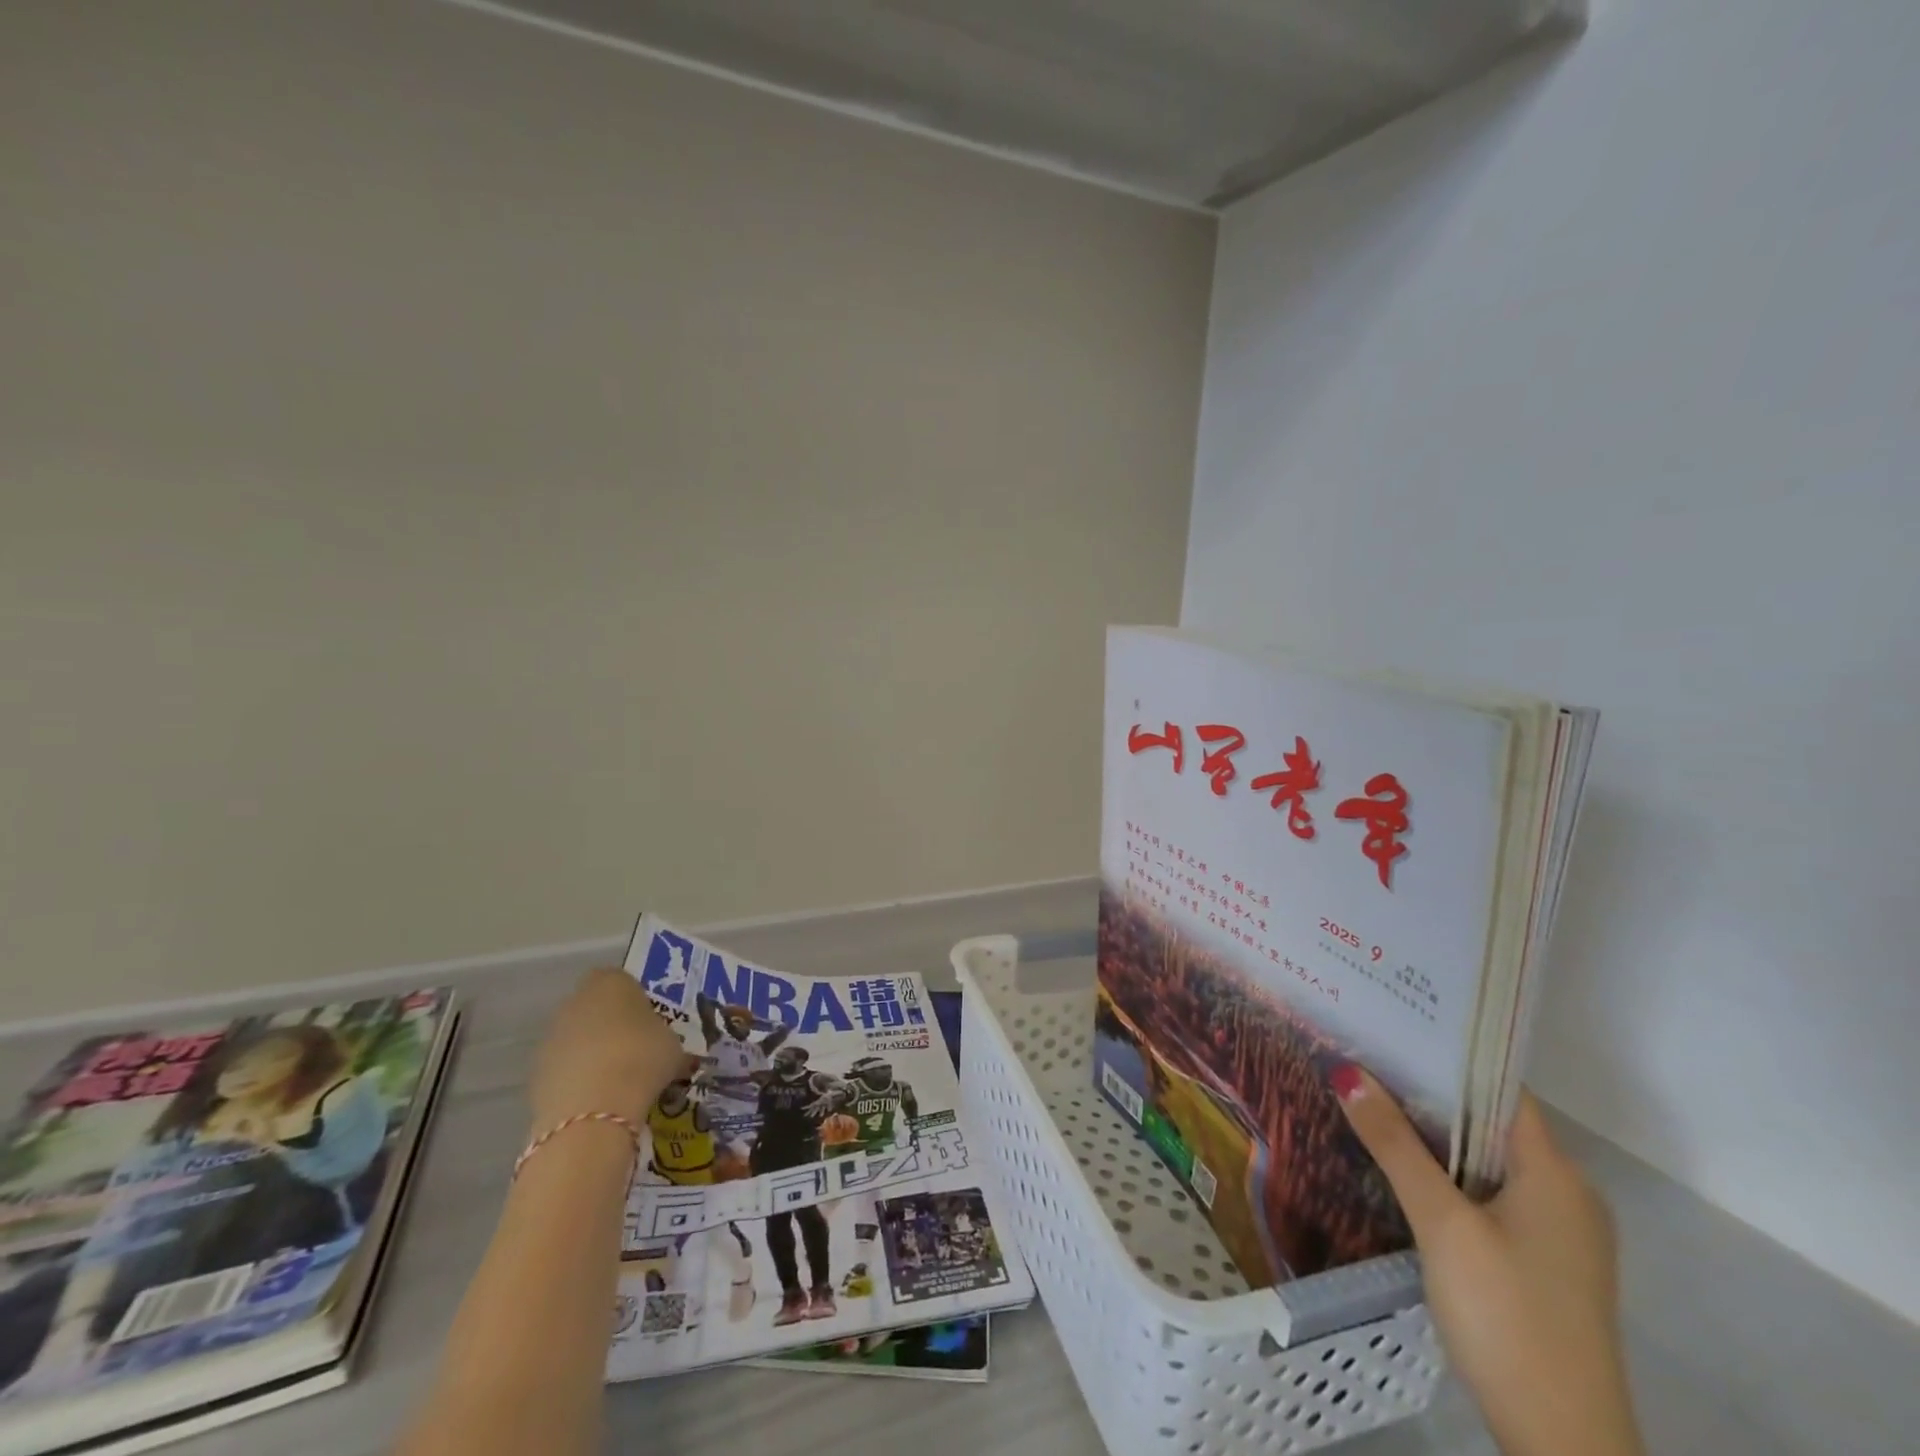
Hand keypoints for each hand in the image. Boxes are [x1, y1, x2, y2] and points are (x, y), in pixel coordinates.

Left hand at [530, 968, 684, 1131]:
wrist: (593, 1109)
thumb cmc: (642, 1058)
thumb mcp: (672, 1045)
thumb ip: (664, 1038)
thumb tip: (663, 1049)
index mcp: (611, 982)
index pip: (622, 980)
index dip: (635, 1001)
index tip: (650, 1024)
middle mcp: (576, 1001)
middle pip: (595, 1009)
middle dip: (611, 1027)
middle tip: (635, 1052)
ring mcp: (551, 1037)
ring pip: (577, 1040)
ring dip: (591, 1055)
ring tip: (616, 1083)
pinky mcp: (535, 1073)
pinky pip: (564, 1070)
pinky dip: (577, 1081)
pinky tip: (597, 1102)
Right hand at [1333, 1070, 1644, 1455]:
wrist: (1564, 1444)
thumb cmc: (1507, 1316)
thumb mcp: (1441, 1223)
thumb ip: (1395, 1145)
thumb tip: (1347, 1072)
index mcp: (1556, 1174)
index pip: (1501, 1088)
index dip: (1447, 1056)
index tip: (1390, 1030)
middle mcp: (1567, 1194)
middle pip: (1492, 1123)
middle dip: (1430, 1095)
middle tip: (1365, 1062)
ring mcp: (1559, 1234)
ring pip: (1489, 1161)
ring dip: (1437, 1137)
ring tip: (1373, 1104)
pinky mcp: (1543, 1264)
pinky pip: (1492, 1195)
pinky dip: (1451, 1174)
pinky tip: (1405, 1172)